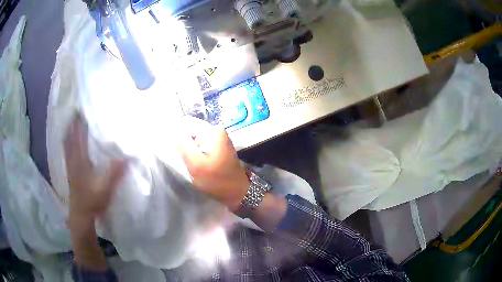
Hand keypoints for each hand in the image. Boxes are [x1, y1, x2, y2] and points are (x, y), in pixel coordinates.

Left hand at [64, 114, 126, 220]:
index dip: (80, 123)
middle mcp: (73, 160)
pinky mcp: (70, 172)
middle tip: (77, 111)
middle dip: (73, 123)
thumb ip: (116, 172)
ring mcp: (70, 166)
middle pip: (70, 137)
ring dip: (69, 132)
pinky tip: (68, 141)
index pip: (79, 137)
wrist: (81, 215)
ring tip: (72, 121)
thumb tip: (129, 156)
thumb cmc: (93, 200)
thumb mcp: (106, 188)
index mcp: (81, 160)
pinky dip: (67, 143)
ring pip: (67, 144)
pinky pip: (66, 152)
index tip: (83, 109)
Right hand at [176, 117, 248, 210]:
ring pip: (195, 138)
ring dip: (188, 148)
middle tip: (179, 157)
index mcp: (212, 131)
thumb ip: (183, 146)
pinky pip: (201, 144)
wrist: (237, 193)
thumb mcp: (196, 164)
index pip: (186, 123)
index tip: (171, 148)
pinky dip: (195, 152)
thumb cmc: (216, 180)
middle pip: (191, 130)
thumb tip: (172, 131)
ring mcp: (219, 138)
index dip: (175, 133)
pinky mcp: (219, 147)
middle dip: (183, 142)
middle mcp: (217, 130)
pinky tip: (194, 162)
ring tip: (186, 161)